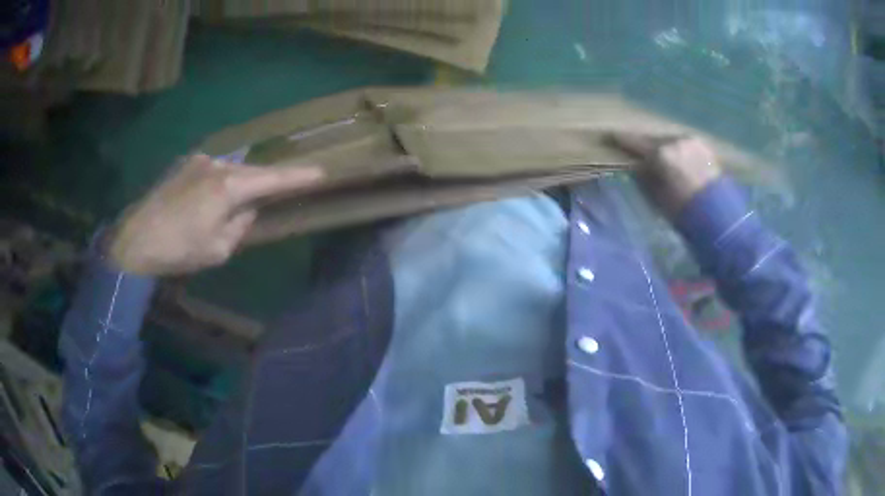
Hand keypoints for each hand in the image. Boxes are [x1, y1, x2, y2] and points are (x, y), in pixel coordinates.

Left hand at [107, 154, 322, 275]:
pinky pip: (214, 170)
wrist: (135, 240)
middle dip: (268, 181)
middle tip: (284, 189)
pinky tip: (215, 198)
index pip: (272, 179)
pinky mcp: (184, 165)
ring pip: (232, 169)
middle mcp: (216, 165)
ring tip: (244, 200)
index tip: (321, 172)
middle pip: (253, 171)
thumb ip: (240, 225)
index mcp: (228, 187)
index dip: (298, 177)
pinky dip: (222, 182)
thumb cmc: (178, 250)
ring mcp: (198, 162)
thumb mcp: (218, 249)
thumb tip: (247, 210)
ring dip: (242, 182)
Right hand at [609, 133, 721, 217]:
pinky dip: (677, 150)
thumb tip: (636, 166)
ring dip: (663, 147)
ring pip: (670, 140)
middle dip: (645, 145)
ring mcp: (691, 142)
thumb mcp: (657, 199)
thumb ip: (643, 178)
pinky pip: (684, 144)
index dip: (620, 140)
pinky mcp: (704, 147)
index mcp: (661, 154)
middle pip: (654, 139)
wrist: (719, 218)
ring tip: (660, 156)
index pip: (634, 142)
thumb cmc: (684, 213)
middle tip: (638, 151)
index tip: (609, 136)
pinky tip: (677, 159)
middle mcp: (675, 141)